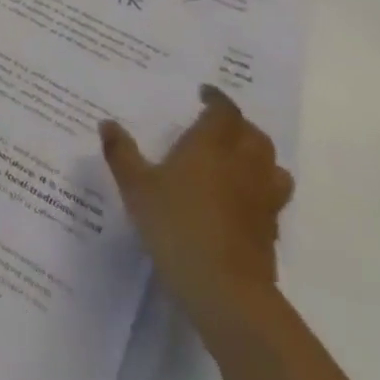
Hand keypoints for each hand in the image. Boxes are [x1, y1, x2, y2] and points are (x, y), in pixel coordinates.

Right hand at [99, 85, 292, 333]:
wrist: (223, 286)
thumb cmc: (174, 224)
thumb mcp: (135, 186)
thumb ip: (121, 152)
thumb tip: (107, 123)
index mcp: (210, 146)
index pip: (224, 112)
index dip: (217, 99)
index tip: (204, 93)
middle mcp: (242, 165)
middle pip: (253, 135)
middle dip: (238, 125)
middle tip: (216, 124)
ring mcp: (261, 198)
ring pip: (271, 165)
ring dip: (257, 155)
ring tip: (235, 158)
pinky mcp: (269, 228)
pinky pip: (271, 196)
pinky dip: (258, 188)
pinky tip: (238, 199)